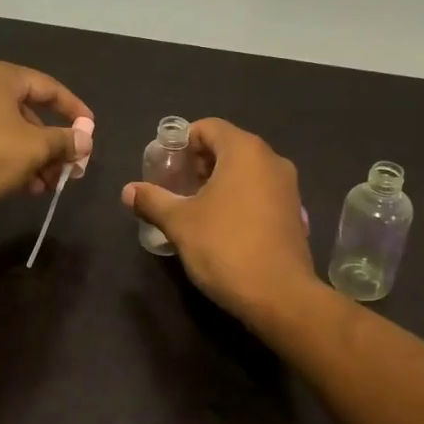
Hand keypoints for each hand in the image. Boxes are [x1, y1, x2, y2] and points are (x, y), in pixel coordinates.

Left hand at [0, 60, 93, 212]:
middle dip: (54, 143)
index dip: (74, 109)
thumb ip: (65, 141)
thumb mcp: (35, 147)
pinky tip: (26, 189)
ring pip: (12, 134)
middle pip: (30, 113)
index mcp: (1, 77)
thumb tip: (85, 140)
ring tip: (49, 185)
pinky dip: (13, 164)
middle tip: (72, 168)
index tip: (91, 131)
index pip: (49, 87)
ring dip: (36, 159)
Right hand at [122, 119, 317, 317]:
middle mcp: (271, 160)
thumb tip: (128, 190)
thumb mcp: (180, 223)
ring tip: (194, 207)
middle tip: (175, 186)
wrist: (279, 295)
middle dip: (199, 163)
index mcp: (245, 151)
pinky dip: (239, 198)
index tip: (165, 166)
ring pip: (246, 171)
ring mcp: (288, 187)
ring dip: (219, 181)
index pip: (208, 127)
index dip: (182, 142)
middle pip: (228, 147)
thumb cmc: (225, 247)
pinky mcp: (294, 213)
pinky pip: (261, 192)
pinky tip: (222, 225)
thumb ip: (152, 200)